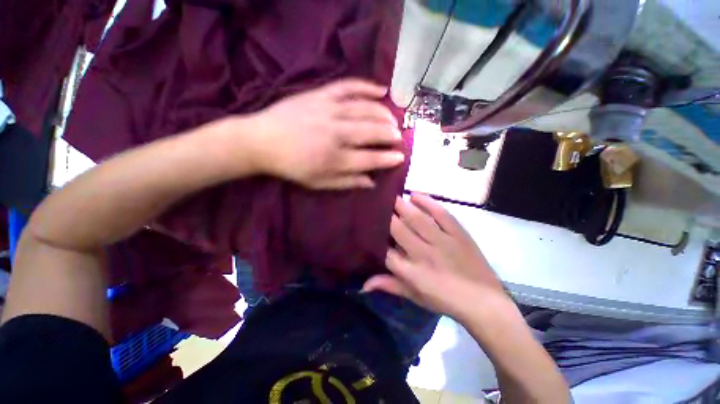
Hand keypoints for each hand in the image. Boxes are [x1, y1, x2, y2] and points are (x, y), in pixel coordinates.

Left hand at [246, 79, 404, 188]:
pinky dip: (367, 86)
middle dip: (390, 134)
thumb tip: (371, 182)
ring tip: (394, 119)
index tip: (400, 157)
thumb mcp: (319, 183)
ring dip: (384, 114)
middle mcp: (335, 134)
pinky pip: (348, 86)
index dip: (387, 159)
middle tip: (399, 137)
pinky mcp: (320, 94)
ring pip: (365, 109)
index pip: (370, 159)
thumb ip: (346, 182)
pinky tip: (382, 89)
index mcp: (334, 159)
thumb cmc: (292, 166)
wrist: (261, 141)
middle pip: (371, 132)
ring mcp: (328, 110)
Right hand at [363, 193, 506, 318]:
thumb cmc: (445, 300)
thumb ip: (389, 286)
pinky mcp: (459, 234)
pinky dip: (428, 202)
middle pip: (399, 230)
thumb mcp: (414, 296)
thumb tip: (363, 284)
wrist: (484, 301)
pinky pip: (442, 214)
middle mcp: (424, 254)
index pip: (386, 252)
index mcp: (412, 273)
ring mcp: (443, 242)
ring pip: (417, 219)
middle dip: (387, 216)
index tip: (370, 227)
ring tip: (393, 196)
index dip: (375, 239)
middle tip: (379, 205)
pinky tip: (416, 195)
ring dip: (403, 206)